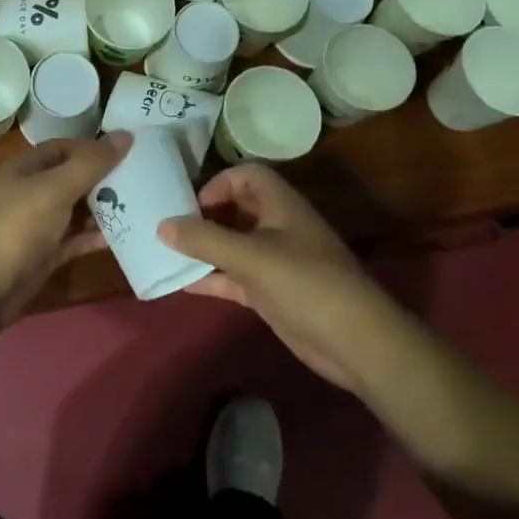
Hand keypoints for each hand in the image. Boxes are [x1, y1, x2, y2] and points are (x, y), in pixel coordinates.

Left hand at [0, 134, 127, 324]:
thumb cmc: (16, 227)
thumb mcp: (55, 189)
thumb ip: (91, 164)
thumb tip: (126, 134)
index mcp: (26, 167)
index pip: (64, 147)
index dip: (93, 147)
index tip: (128, 151)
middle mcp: (30, 191)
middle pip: (72, 177)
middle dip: (103, 178)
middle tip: (142, 179)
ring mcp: (37, 224)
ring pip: (75, 209)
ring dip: (102, 208)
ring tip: (140, 205)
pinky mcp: (44, 253)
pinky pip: (75, 238)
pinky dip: (94, 236)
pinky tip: (123, 235)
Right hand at [158, 164, 396, 394]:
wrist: (356, 343)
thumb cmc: (307, 283)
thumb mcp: (252, 257)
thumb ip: (206, 239)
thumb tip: (161, 224)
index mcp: (280, 205)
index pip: (247, 176)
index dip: (219, 183)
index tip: (192, 205)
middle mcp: (277, 227)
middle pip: (236, 209)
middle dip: (205, 215)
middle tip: (170, 227)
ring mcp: (274, 261)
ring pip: (232, 245)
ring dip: (204, 248)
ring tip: (167, 253)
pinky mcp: (271, 293)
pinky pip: (234, 277)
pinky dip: (212, 278)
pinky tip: (182, 284)